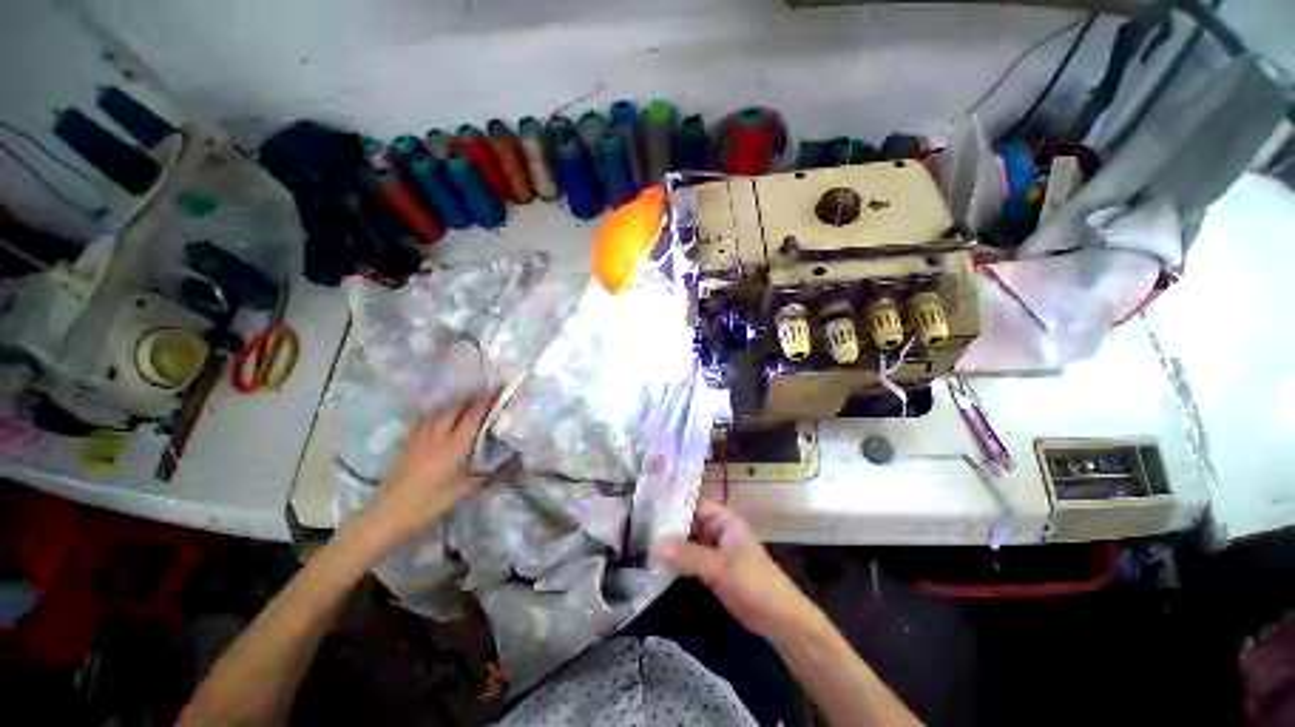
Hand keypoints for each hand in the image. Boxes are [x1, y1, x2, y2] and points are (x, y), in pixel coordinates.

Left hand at [360, 389, 501, 548]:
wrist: (386, 515)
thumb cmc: (429, 503)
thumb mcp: (464, 491)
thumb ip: (490, 475)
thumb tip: (516, 466)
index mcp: (455, 444)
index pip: (474, 414)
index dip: (488, 398)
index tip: (499, 385)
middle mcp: (438, 435)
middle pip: (456, 407)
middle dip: (472, 397)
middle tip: (486, 394)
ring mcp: (420, 438)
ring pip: (440, 411)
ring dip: (455, 404)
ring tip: (467, 402)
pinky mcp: (408, 444)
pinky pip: (426, 420)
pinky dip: (438, 414)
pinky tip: (440, 418)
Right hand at [657, 500, 817, 640]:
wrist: (779, 619)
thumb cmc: (753, 583)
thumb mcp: (719, 567)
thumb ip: (688, 555)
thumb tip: (655, 544)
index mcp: (724, 519)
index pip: (694, 504)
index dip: (674, 505)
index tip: (649, 508)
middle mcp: (718, 530)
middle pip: (689, 522)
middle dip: (669, 526)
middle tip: (640, 528)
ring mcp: (715, 550)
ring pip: (689, 541)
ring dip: (671, 544)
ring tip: (643, 543)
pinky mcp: (713, 569)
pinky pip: (691, 558)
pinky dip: (678, 560)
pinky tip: (658, 563)